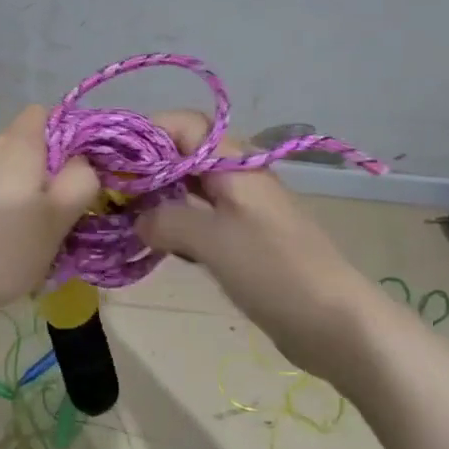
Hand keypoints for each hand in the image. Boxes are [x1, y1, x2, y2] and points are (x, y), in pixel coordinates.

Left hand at [0, 106, 100, 327]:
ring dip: (24, 193)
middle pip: (27, 144)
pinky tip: (2, 242)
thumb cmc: (5, 247)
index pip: (45, 113)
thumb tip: (82, 162)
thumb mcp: (58, 218)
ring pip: (7, 170)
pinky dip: (0, 207)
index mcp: (18, 143)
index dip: (67, 135)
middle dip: (47, 171)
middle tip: (62, 211)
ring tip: (33, 234)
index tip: (79, 173)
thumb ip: (80, 181)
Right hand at [137, 111, 377, 376]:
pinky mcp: (244, 239)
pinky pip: (201, 219)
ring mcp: (243, 209)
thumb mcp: (211, 240)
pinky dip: (176, 226)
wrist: (335, 324)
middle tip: (112, 196)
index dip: (146, 134)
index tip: (113, 163)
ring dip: (159, 200)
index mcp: (233, 164)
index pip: (183, 125)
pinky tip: (159, 246)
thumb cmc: (273, 270)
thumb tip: (138, 219)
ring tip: (127, 221)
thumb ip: (166, 220)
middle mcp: (237, 177)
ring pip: (189, 190)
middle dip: (146, 170)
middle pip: (183, 155)